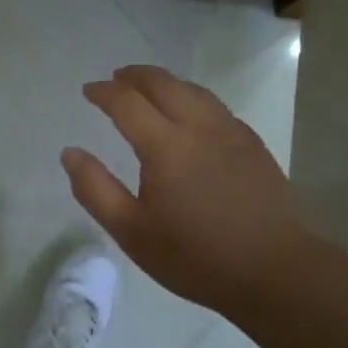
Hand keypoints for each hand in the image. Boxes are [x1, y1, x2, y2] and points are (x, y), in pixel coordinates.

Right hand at [62, 65, 336, 312]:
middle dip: (134, 75)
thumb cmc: (197, 257)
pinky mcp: (252, 144)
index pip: (126, 102)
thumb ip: (95, 189)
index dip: (104, 91)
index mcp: (165, 146)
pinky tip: (190, 114)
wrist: (277, 272)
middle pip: (162, 83)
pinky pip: (215, 105)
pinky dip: (191, 97)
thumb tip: (70, 152)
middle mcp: (198, 127)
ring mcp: (230, 132)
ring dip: (164, 82)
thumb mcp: (133, 232)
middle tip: (115, 79)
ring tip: (148, 89)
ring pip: (192, 90)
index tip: (89, 91)